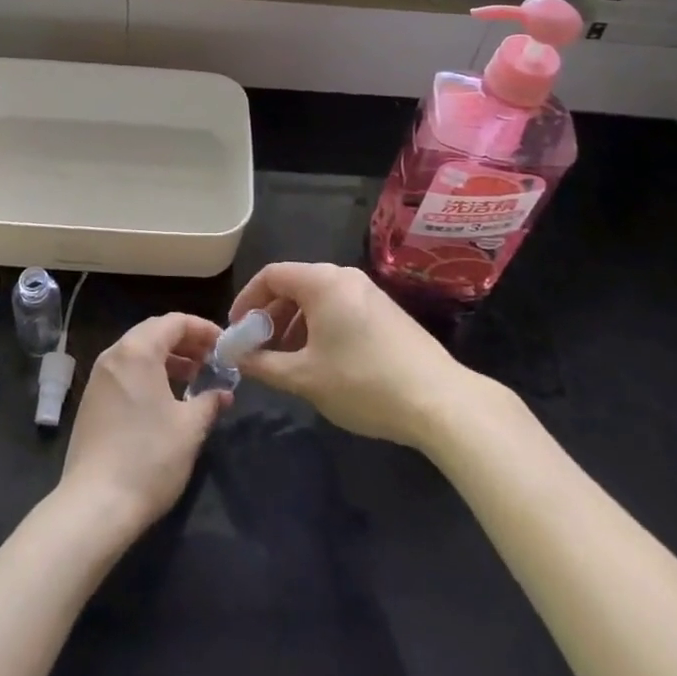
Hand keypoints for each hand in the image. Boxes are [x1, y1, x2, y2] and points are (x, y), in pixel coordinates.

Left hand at [56, 312, 228, 541]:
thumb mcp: (190, 429)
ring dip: (168, 359)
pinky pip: (125, 371)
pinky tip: (165, 399)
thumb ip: (209, 402)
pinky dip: (149, 374)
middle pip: (154, 332)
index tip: (224, 345)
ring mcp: (98, 377)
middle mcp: (114, 354)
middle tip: (211, 360)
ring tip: (194, 378)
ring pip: (138, 352)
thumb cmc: (149, 458)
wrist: (94, 506)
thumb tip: (223, 393)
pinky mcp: (91, 400)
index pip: (175, 322)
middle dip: (186, 342)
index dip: (203, 329)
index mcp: (138, 351)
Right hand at [229, 262, 474, 448]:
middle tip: (258, 349)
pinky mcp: (385, 311)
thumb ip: (265, 364)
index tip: (236, 330)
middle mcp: (344, 276)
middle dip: (271, 315)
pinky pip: (339, 307)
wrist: (439, 400)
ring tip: (287, 360)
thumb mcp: (306, 378)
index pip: (272, 275)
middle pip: (295, 284)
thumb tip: (237, 357)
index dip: (247, 300)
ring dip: (295, 324)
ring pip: (318, 298)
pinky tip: (321, 362)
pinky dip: (320, 326)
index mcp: (322, 281)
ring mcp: (369, 292)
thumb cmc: (364, 383)